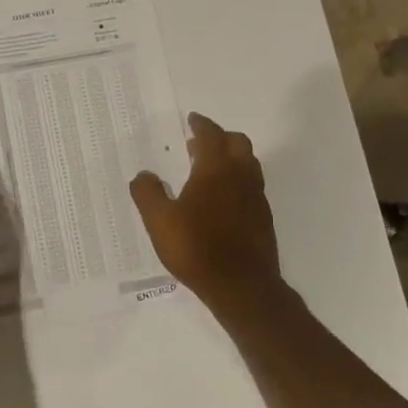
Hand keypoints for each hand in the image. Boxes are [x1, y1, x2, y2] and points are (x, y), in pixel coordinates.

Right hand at [131, 113, 280, 309]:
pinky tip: (221, 199)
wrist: (242, 287)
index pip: (211, 136)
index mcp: (215, 170)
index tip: (193, 120)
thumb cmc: (197, 248)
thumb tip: (144, 175)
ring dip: (231, 158)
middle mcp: (241, 177)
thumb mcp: (159, 221)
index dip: (201, 125)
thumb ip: (148, 193)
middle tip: (199, 144)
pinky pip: (251, 186)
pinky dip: (237, 180)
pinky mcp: (263, 218)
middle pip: (237, 143)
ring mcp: (256, 198)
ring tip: (209, 169)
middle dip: (219, 137)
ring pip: (248, 164)